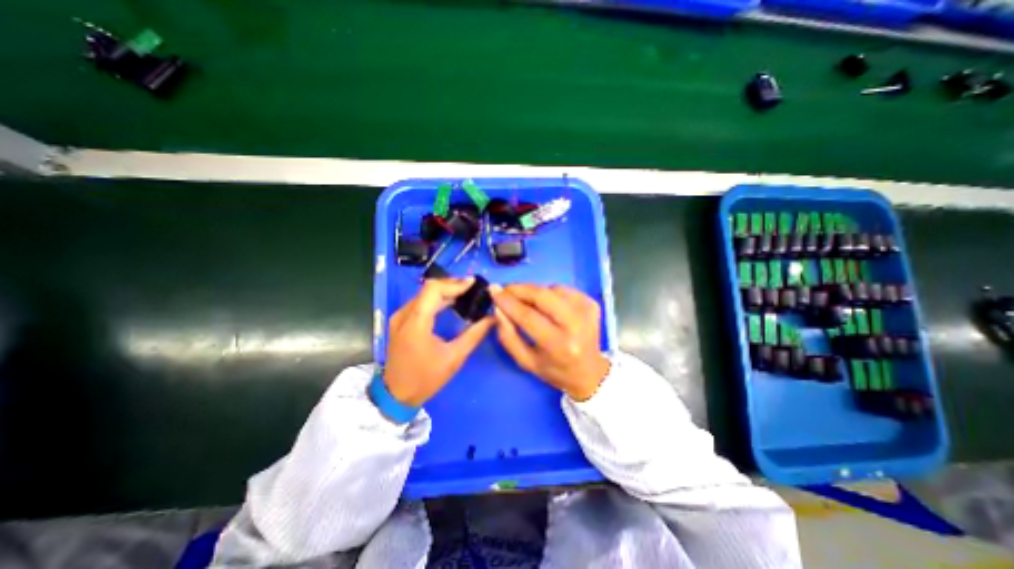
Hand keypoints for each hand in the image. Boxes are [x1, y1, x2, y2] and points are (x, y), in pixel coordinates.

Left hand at [385, 278, 496, 405]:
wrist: (396, 395)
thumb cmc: (426, 378)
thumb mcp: (454, 358)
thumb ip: (474, 335)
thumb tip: (492, 318)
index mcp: (416, 322)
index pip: (433, 290)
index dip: (454, 284)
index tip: (473, 283)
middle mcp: (404, 314)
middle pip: (428, 289)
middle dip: (452, 285)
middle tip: (472, 288)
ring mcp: (400, 317)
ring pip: (424, 294)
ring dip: (445, 291)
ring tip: (465, 293)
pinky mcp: (400, 321)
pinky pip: (420, 302)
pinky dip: (436, 299)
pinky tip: (450, 303)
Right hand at [494, 283, 609, 399]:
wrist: (589, 373)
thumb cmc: (554, 370)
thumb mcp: (525, 361)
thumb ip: (507, 336)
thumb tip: (498, 307)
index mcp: (559, 345)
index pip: (528, 316)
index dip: (508, 301)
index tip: (494, 291)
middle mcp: (576, 325)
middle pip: (542, 295)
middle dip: (520, 289)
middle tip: (506, 290)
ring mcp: (587, 311)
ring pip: (552, 289)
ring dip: (534, 292)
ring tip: (527, 302)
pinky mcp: (592, 303)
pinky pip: (563, 289)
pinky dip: (549, 292)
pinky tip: (547, 305)